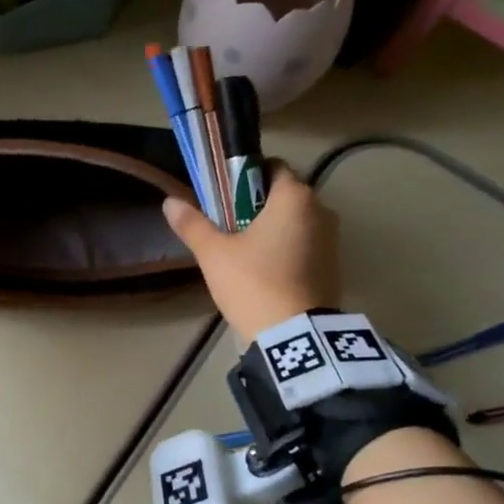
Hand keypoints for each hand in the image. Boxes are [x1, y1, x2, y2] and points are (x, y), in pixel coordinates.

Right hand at [162, 162, 340, 338]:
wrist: (294, 336)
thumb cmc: (253, 282)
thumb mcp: (214, 254)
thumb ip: (193, 224)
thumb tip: (169, 202)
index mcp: (295, 196)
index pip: (272, 167)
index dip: (246, 176)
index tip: (224, 195)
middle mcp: (321, 210)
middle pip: (285, 196)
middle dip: (257, 205)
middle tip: (227, 226)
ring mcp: (332, 240)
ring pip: (296, 222)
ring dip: (273, 229)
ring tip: (243, 252)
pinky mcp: (334, 267)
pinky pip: (306, 246)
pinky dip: (287, 250)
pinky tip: (264, 271)